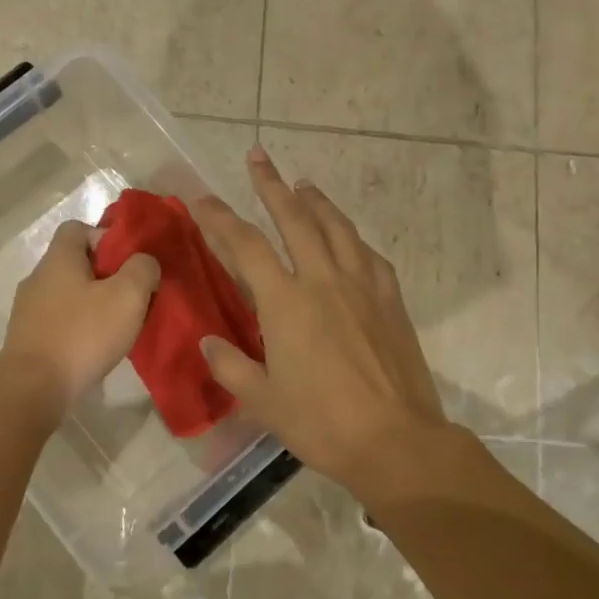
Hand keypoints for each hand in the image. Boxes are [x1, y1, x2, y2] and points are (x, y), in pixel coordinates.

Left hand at [0, 219, 159, 418]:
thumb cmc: (82, 335)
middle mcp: (38, 278)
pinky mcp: (28, 339)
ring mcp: (28, 310)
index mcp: (58, 259)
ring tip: (118, 327)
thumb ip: (143, 269)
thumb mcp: (127, 295)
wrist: (33, 389)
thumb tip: (144, 263)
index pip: (78, 228)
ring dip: (94, 305)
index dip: (106, 238)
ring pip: (69, 295)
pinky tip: (95, 349)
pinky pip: (60, 322)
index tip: (129, 263)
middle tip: (132, 297)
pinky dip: (79, 329)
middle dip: (107, 276)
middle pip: (76, 263)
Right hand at [191, 148, 451, 494]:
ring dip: (317, 201)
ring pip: (337, 228)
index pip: (246, 246)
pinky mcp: (390, 301)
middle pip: (295, 219)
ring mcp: (362, 287)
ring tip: (304, 184)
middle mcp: (323, 281)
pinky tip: (349, 237)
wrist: (397, 441)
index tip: (202, 198)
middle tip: (258, 157)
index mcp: (286, 302)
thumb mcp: (264, 401)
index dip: (220, 218)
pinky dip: (352, 238)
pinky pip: (369, 256)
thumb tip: (208, 341)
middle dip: (272, 185)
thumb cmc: (322, 423)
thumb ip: (231, 366)